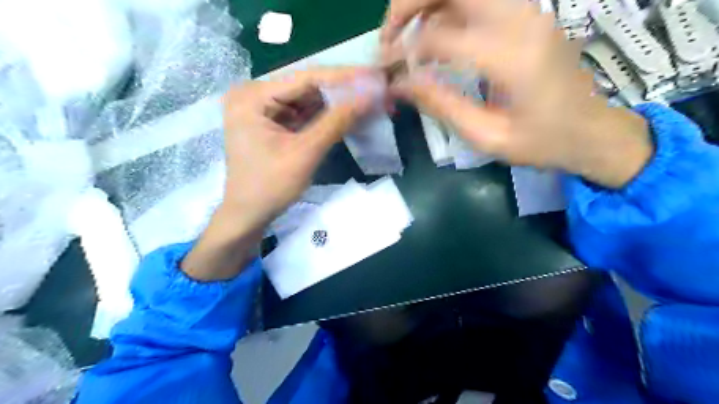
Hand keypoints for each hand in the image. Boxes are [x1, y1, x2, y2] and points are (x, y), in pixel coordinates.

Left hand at [183, 66, 375, 280]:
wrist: (248, 216)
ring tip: (369, 102)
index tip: (374, 75)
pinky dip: (326, 117)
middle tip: (376, 90)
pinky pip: (304, 114)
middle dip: (343, 92)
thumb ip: (337, 122)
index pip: (305, 78)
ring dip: (338, 104)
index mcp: (253, 96)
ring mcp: (263, 109)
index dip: (344, 77)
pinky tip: (350, 114)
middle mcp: (255, 95)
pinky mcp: (273, 122)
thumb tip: (370, 96)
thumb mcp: (305, 153)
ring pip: (308, 101)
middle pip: (307, 88)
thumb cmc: (270, 187)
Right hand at [381, 0, 651, 186]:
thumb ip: (441, 106)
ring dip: (426, 5)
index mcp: (512, 57)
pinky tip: (434, 39)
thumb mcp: (487, 136)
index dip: (405, 51)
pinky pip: (477, 1)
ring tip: (406, 37)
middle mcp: (521, 20)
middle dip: (408, 3)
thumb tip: (400, 84)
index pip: (440, 37)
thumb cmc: (542, 143)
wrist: (591, 131)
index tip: (388, 71)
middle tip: (389, 36)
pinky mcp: (527, 15)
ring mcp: (527, 12)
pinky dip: (446, 11)